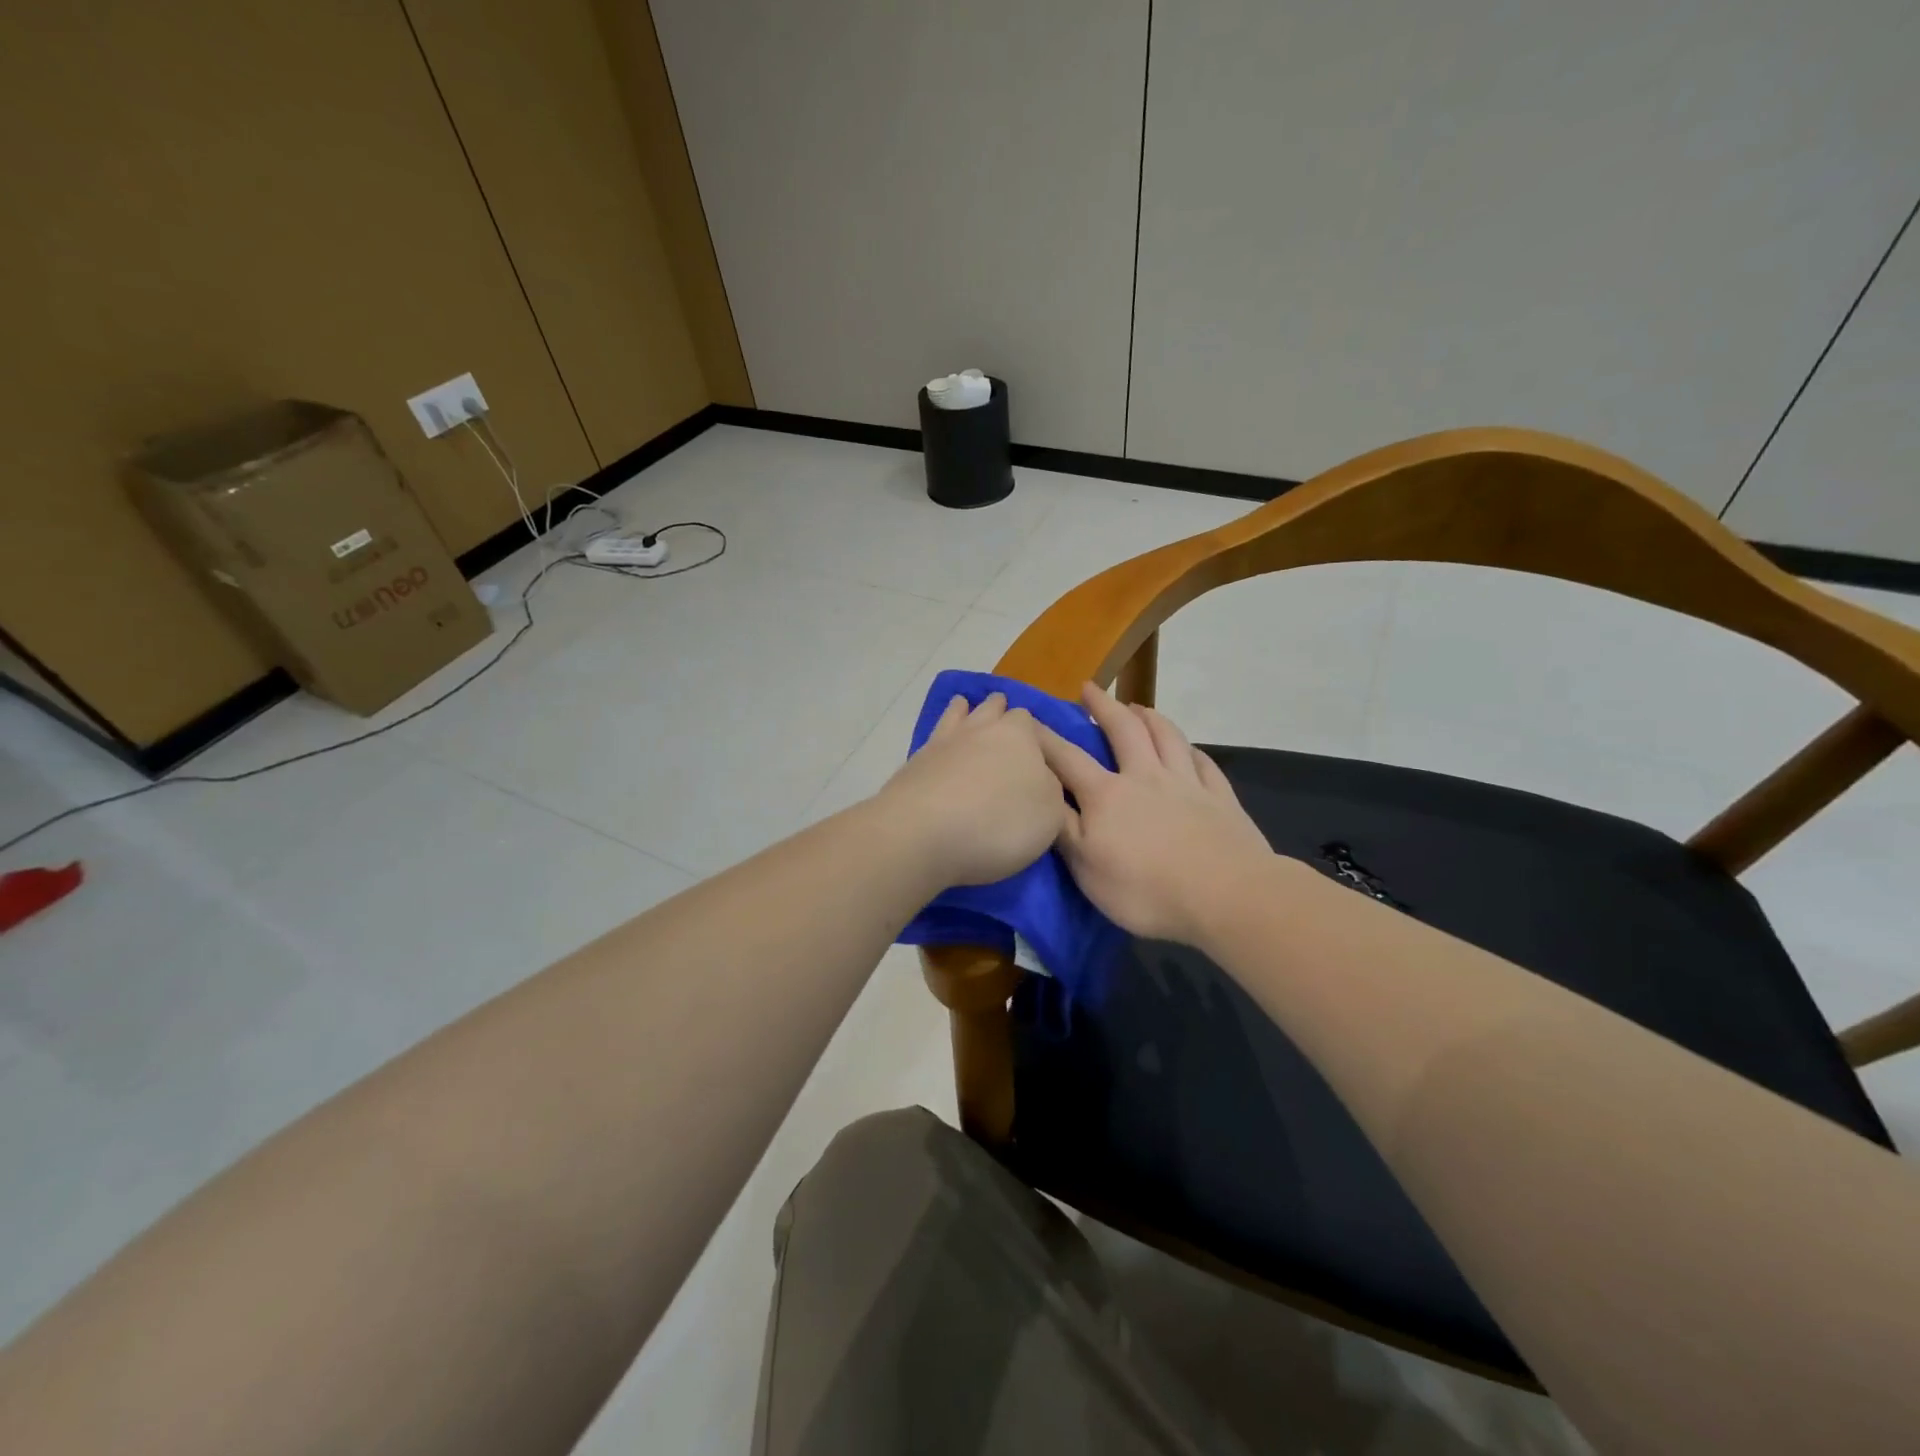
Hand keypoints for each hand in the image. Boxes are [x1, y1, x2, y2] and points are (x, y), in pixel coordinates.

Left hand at [874, 693, 1066, 887]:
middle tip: (1004, 722)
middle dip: (1000, 712)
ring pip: (957, 716)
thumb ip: (1050, 790)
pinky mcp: (914, 765)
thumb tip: (1040, 780)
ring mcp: (942, 743)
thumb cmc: (1000, 822)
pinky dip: (940, 739)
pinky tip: (940, 745)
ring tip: (966, 709)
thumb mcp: (1050, 814)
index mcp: (1019, 735)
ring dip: (964, 712)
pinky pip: (932, 740)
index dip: (1033, 732)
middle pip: (992, 709)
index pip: (1029, 720)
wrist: (924, 833)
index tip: (1035, 748)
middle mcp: (980, 729)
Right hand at [1038, 682, 1273, 945]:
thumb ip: (1062, 828)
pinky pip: (1205, 764)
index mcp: (1107, 795)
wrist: (1225, 896)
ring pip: (1167, 737)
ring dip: (1150, 717)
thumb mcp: (1086, 868)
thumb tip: (1041, 794)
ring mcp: (1187, 785)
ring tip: (1138, 707)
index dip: (1044, 737)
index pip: (1067, 758)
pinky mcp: (1221, 799)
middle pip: (1123, 730)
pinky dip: (1193, 751)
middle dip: (1102, 707)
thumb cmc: (1145, 890)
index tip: (1027, 717)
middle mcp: (1146, 778)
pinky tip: (1191, 749)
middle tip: (1089, 688)